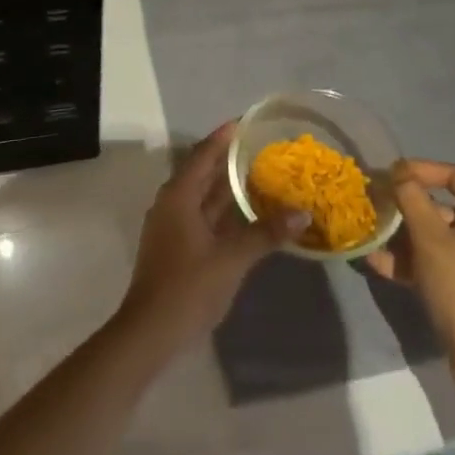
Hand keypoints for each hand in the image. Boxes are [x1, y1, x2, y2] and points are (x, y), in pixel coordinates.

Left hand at [118, 122, 305, 352]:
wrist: (151, 332)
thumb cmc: (189, 286)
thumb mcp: (232, 258)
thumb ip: (266, 233)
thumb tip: (302, 213)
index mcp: (179, 196)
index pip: (203, 155)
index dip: (223, 137)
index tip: (246, 122)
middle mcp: (172, 204)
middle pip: (202, 172)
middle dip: (228, 159)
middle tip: (261, 146)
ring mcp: (172, 226)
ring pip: (203, 196)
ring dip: (227, 185)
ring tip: (260, 172)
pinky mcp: (177, 246)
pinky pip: (203, 216)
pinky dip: (224, 210)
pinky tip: (247, 213)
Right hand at [366, 159, 454, 381]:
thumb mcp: (431, 239)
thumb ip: (411, 200)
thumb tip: (397, 173)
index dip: (422, 169)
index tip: (391, 173)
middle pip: (440, 204)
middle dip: (404, 204)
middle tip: (373, 200)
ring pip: (431, 233)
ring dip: (400, 232)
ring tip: (368, 229)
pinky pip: (430, 258)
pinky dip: (406, 258)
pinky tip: (373, 260)